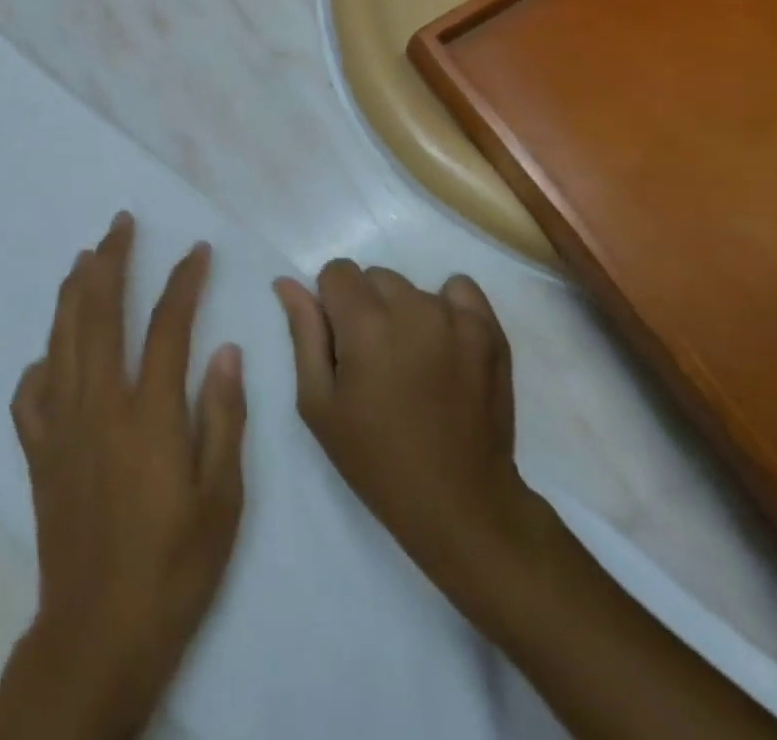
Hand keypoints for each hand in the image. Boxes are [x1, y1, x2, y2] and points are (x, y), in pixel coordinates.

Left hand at [0, 213, 245, 739]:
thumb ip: (222, 416)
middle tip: (121, 223)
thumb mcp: (222, 498)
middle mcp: (98, 402)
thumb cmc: (174, 565)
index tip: (197, 249)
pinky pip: (31, 390)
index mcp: (148, 411)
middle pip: (100, 310)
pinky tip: (52, 351)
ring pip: (62, 336)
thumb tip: (223, 349)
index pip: (168, 323)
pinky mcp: (38, 450)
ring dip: (74, 289)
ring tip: (86, 256)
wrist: (100, 632)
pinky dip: (42, 360)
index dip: (184, 279)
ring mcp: (61, 423)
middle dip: (112, 258)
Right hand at [274, 261, 539, 608]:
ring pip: (413, 289)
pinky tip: (445, 346)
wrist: (461, 505)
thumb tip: (287, 282)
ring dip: (405, 313)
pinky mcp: (489, 331)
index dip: (332, 304)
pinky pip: (460, 290)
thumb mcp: (319, 404)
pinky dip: (448, 308)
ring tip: (413, 363)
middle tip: (375, 361)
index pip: (337, 272)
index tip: (340, 343)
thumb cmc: (377, 459)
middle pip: (374, 278)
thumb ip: (304, 333)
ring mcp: (456, 317)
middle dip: (367, 308)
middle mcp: (411, 307)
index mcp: (365, 323)